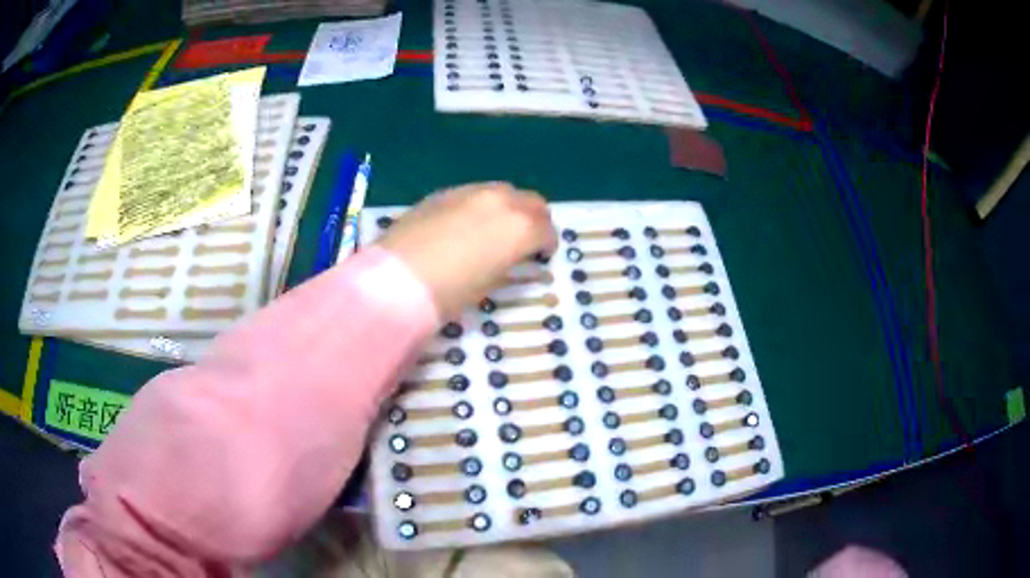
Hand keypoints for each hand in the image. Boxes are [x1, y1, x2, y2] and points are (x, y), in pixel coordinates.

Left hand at [376, 182, 557, 319]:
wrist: (398, 278)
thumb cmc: (451, 292)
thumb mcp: (489, 284)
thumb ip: (508, 264)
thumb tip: (512, 259)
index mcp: (519, 227)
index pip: (546, 229)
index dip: (547, 244)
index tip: (541, 256)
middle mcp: (500, 201)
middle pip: (531, 201)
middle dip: (534, 219)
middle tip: (526, 239)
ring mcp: (470, 191)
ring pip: (503, 191)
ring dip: (509, 207)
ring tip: (495, 229)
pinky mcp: (443, 193)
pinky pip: (474, 193)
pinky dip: (481, 205)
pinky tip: (466, 224)